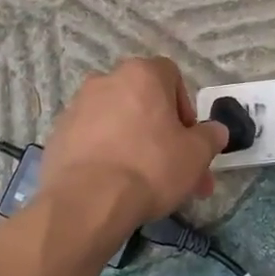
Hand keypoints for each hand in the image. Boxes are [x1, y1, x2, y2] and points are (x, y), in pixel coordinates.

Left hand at [39, 58, 228, 231]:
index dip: (185, 107)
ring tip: (144, 184)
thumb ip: (210, 137)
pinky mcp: (59, 134)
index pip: (171, 76)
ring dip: (133, 143)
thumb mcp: (196, 154)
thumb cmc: (150, 167)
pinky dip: (106, 154)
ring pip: (118, 121)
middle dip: (162, 134)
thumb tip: (216, 131)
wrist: (88, 201)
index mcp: (141, 74)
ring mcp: (78, 106)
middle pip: (143, 102)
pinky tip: (114, 184)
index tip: (188, 139)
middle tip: (175, 171)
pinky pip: (92, 139)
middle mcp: (106, 80)